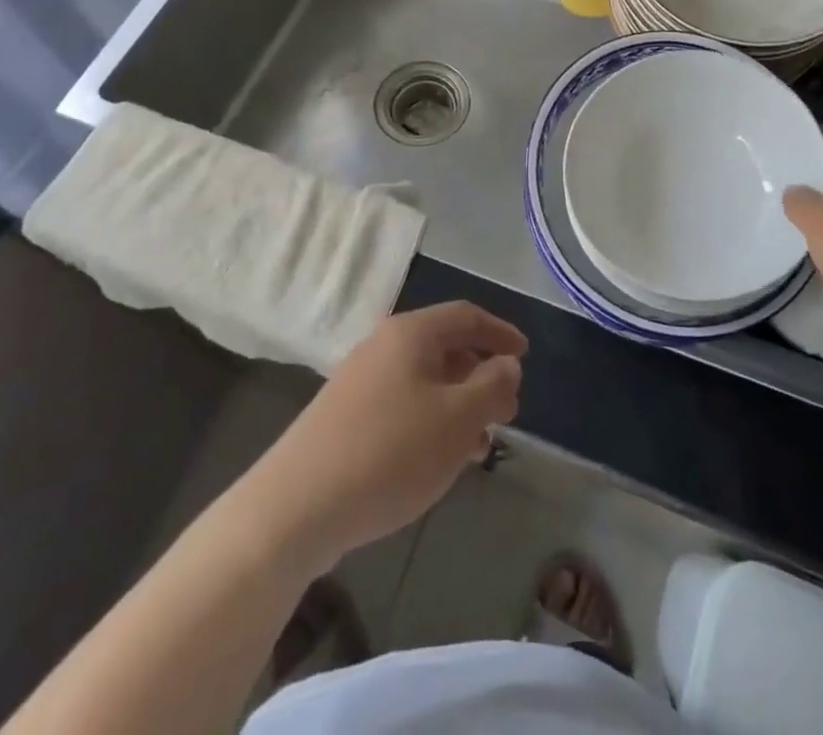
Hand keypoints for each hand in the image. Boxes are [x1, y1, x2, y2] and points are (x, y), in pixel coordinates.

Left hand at [247, 302, 525, 573]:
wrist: (297, 506)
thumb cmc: (390, 452)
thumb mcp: (457, 419)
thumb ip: (492, 386)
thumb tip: (506, 364)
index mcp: (411, 334)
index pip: (466, 316)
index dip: (500, 331)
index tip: (526, 354)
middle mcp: (384, 346)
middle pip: (445, 347)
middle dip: (481, 375)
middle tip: (508, 410)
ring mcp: (360, 381)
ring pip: (425, 381)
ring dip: (459, 405)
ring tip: (481, 445)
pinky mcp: (346, 417)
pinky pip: (403, 405)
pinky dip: (432, 422)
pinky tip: (440, 460)